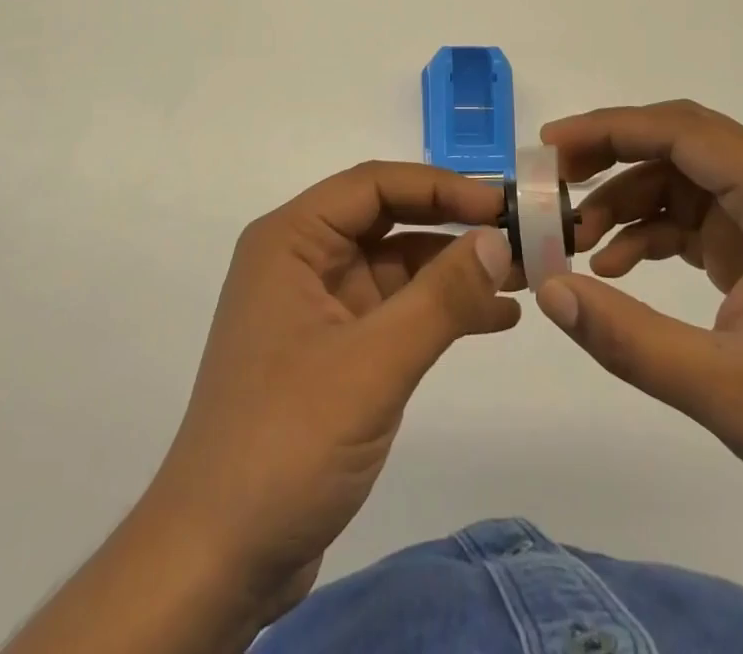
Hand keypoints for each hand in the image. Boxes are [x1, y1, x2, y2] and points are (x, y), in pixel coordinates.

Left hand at [142, 163, 518, 614]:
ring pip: (396, 265)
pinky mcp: (333, 350)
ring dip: (455, 269)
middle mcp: (301, 260)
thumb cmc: (285, 441)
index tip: (503, 203)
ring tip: (523, 275)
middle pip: (387, 219)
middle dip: (453, 225)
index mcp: (291, 240)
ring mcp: (317, 306)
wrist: (218, 557)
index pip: (373, 185)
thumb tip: (498, 238)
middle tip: (523, 234)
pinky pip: (395, 310)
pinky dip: (441, 310)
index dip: (441, 186)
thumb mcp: (372, 364)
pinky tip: (495, 317)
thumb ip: (440, 297)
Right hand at [535, 100, 742, 543]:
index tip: (550, 148)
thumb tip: (548, 289)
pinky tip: (618, 268)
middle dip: (613, 155)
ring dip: (629, 201)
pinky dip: (656, 234)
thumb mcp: (725, 390)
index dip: (609, 129)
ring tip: (576, 240)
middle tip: (554, 181)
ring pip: (688, 182)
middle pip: (683, 144)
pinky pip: (702, 221)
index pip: (682, 132)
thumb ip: (628, 338)